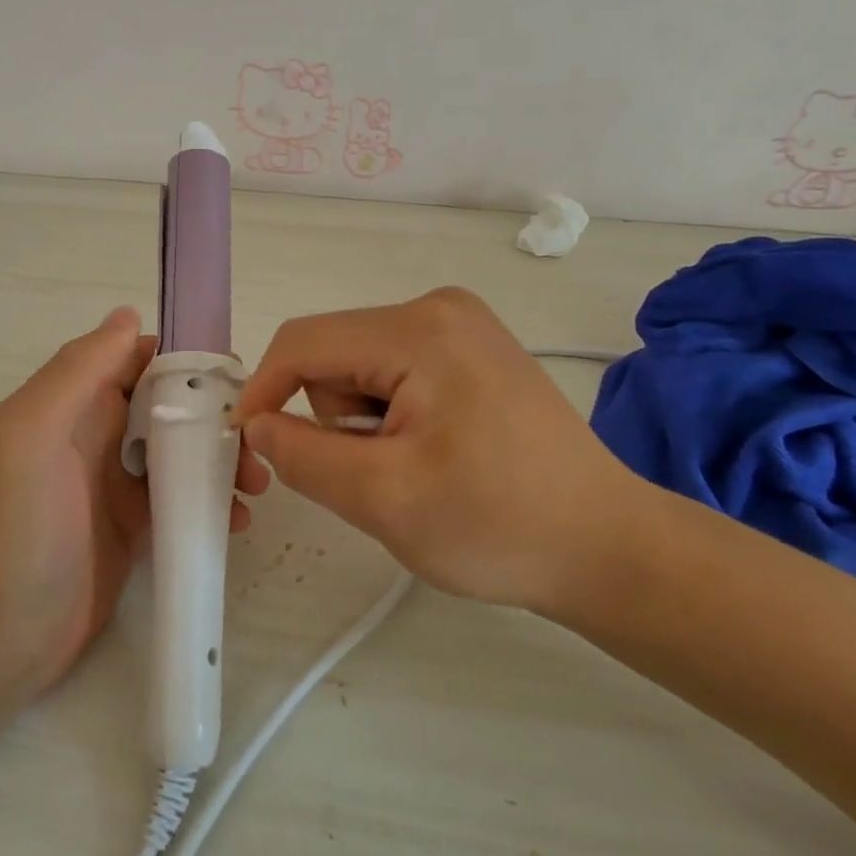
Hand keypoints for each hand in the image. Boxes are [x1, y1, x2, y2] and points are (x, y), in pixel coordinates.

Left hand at [0, 307, 269, 694]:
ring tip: (256, 483)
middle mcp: (96, 435)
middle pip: (169, 405)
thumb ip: (78, 370)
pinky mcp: (135, 528)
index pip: (138, 361)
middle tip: (255, 438)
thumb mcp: (32, 433)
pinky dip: (214, 502)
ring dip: (221, 458)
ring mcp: (117, 484)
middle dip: (215, 414)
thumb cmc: (16, 526)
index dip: (185, 361)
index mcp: (73, 404)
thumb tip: (128, 315)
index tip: (234, 377)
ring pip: (183, 451)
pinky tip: (238, 520)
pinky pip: (183, 499)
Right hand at [233, 287, 649, 616]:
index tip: (250, 448)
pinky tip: (433, 454)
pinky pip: (393, 375)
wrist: (605, 547)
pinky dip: (389, 418)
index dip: (263, 392)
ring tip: (413, 469)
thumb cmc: (498, 525)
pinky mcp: (470, 351)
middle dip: (334, 419)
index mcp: (419, 329)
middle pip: (333, 355)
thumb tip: (257, 425)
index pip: (303, 343)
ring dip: (363, 424)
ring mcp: (459, 326)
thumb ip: (303, 456)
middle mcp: (437, 308)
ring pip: (359, 369)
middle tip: (378, 475)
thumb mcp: (384, 498)